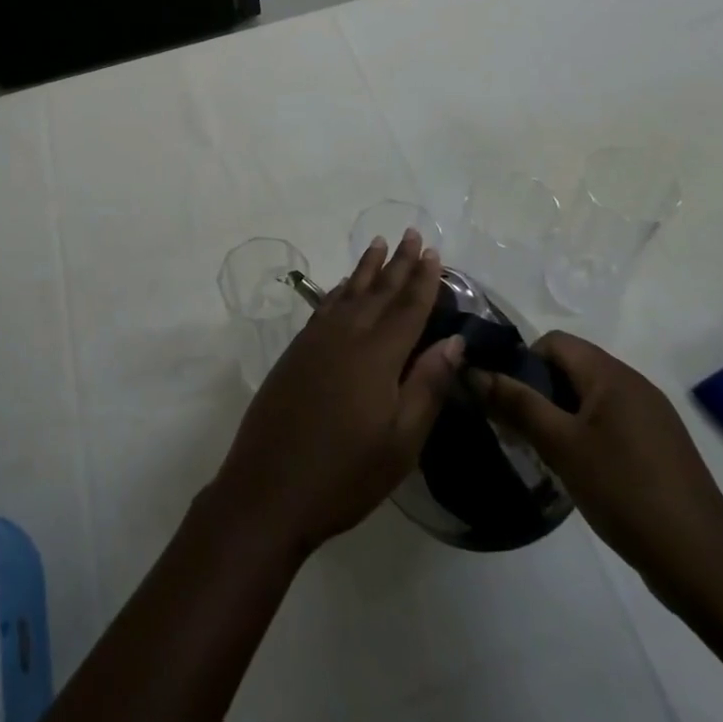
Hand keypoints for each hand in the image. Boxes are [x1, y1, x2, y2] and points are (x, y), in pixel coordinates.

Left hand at [211, 230, 463, 561]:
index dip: (424, 280)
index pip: (408, 308)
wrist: (268, 487)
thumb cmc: (345, 474)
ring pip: (347, 293)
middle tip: (412, 234)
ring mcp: (315, 342)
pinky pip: (325, 307)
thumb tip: (454, 342)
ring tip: (379, 245)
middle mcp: (345, 336)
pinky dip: (339, 291)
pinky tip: (343, 287)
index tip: (434, 252)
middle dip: (398, 263)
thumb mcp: (401, 442)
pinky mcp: (295, 352)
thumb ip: (427, 386)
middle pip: (378, 292)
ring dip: (366, 269)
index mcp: (377, 355)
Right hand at [473, 331, 722, 607]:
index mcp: (613, 375)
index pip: (553, 342)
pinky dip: (584, 434)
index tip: (505, 400)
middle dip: (536, 391)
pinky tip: (578, 471)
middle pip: (571, 367)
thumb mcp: (560, 446)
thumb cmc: (626, 493)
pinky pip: (609, 422)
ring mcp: (652, 418)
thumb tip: (473, 371)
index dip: (522, 362)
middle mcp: (635, 385)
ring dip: (558, 415)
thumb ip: (516, 403)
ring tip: (541, 452)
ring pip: (588, 397)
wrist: (706, 567)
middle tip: (516, 429)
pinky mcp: (660, 448)